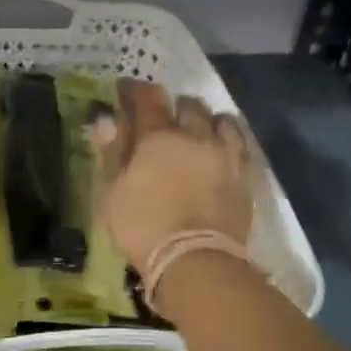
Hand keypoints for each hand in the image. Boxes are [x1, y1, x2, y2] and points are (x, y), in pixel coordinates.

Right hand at [90, 83, 252, 274]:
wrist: (196, 260)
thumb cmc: (144, 226)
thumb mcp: (113, 193)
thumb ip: (111, 153)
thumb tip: (106, 120)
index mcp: (157, 137)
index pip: (146, 99)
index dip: (134, 90)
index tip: (125, 89)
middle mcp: (195, 135)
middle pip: (188, 104)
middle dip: (174, 105)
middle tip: (163, 118)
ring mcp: (225, 154)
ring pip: (220, 119)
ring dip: (206, 120)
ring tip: (198, 131)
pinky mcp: (245, 175)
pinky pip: (241, 143)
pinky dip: (229, 138)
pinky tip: (222, 147)